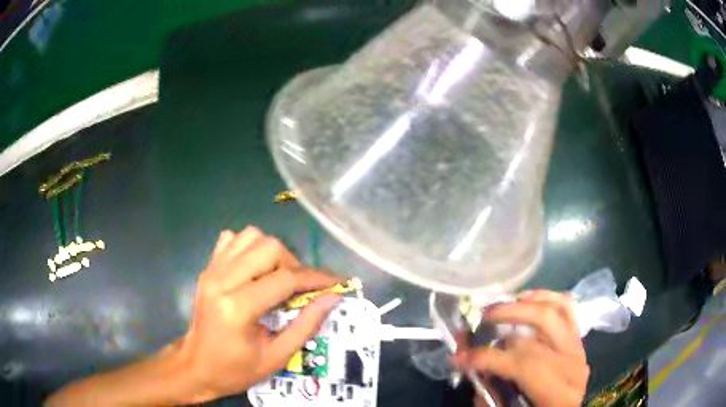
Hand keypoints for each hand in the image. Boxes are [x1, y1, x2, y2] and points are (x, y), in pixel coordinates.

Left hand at [178, 227, 341, 401]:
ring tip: (278, 277)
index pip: (284, 279)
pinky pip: (232, 239)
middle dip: (293, 263)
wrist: (196, 366)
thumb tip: (333, 298)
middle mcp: (221, 280)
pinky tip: (254, 269)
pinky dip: (249, 247)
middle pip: (268, 247)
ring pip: (251, 236)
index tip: (336, 282)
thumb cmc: (235, 369)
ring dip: (272, 252)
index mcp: (237, 308)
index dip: (315, 278)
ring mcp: (211, 270)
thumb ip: (306, 326)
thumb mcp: (276, 357)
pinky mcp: (207, 268)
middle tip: (300, 287)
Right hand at [455, 290, 588, 406]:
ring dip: (522, 307)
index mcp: (558, 395)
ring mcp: (578, 348)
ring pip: (554, 314)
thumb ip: (489, 391)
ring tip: (497, 308)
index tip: (459, 356)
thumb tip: (468, 359)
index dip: (489, 359)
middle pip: (535, 339)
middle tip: (477, 323)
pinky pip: (567, 308)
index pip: (524, 366)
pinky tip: (527, 297)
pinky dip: (547, 297)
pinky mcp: (578, 338)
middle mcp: (573, 368)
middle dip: (502, 327)